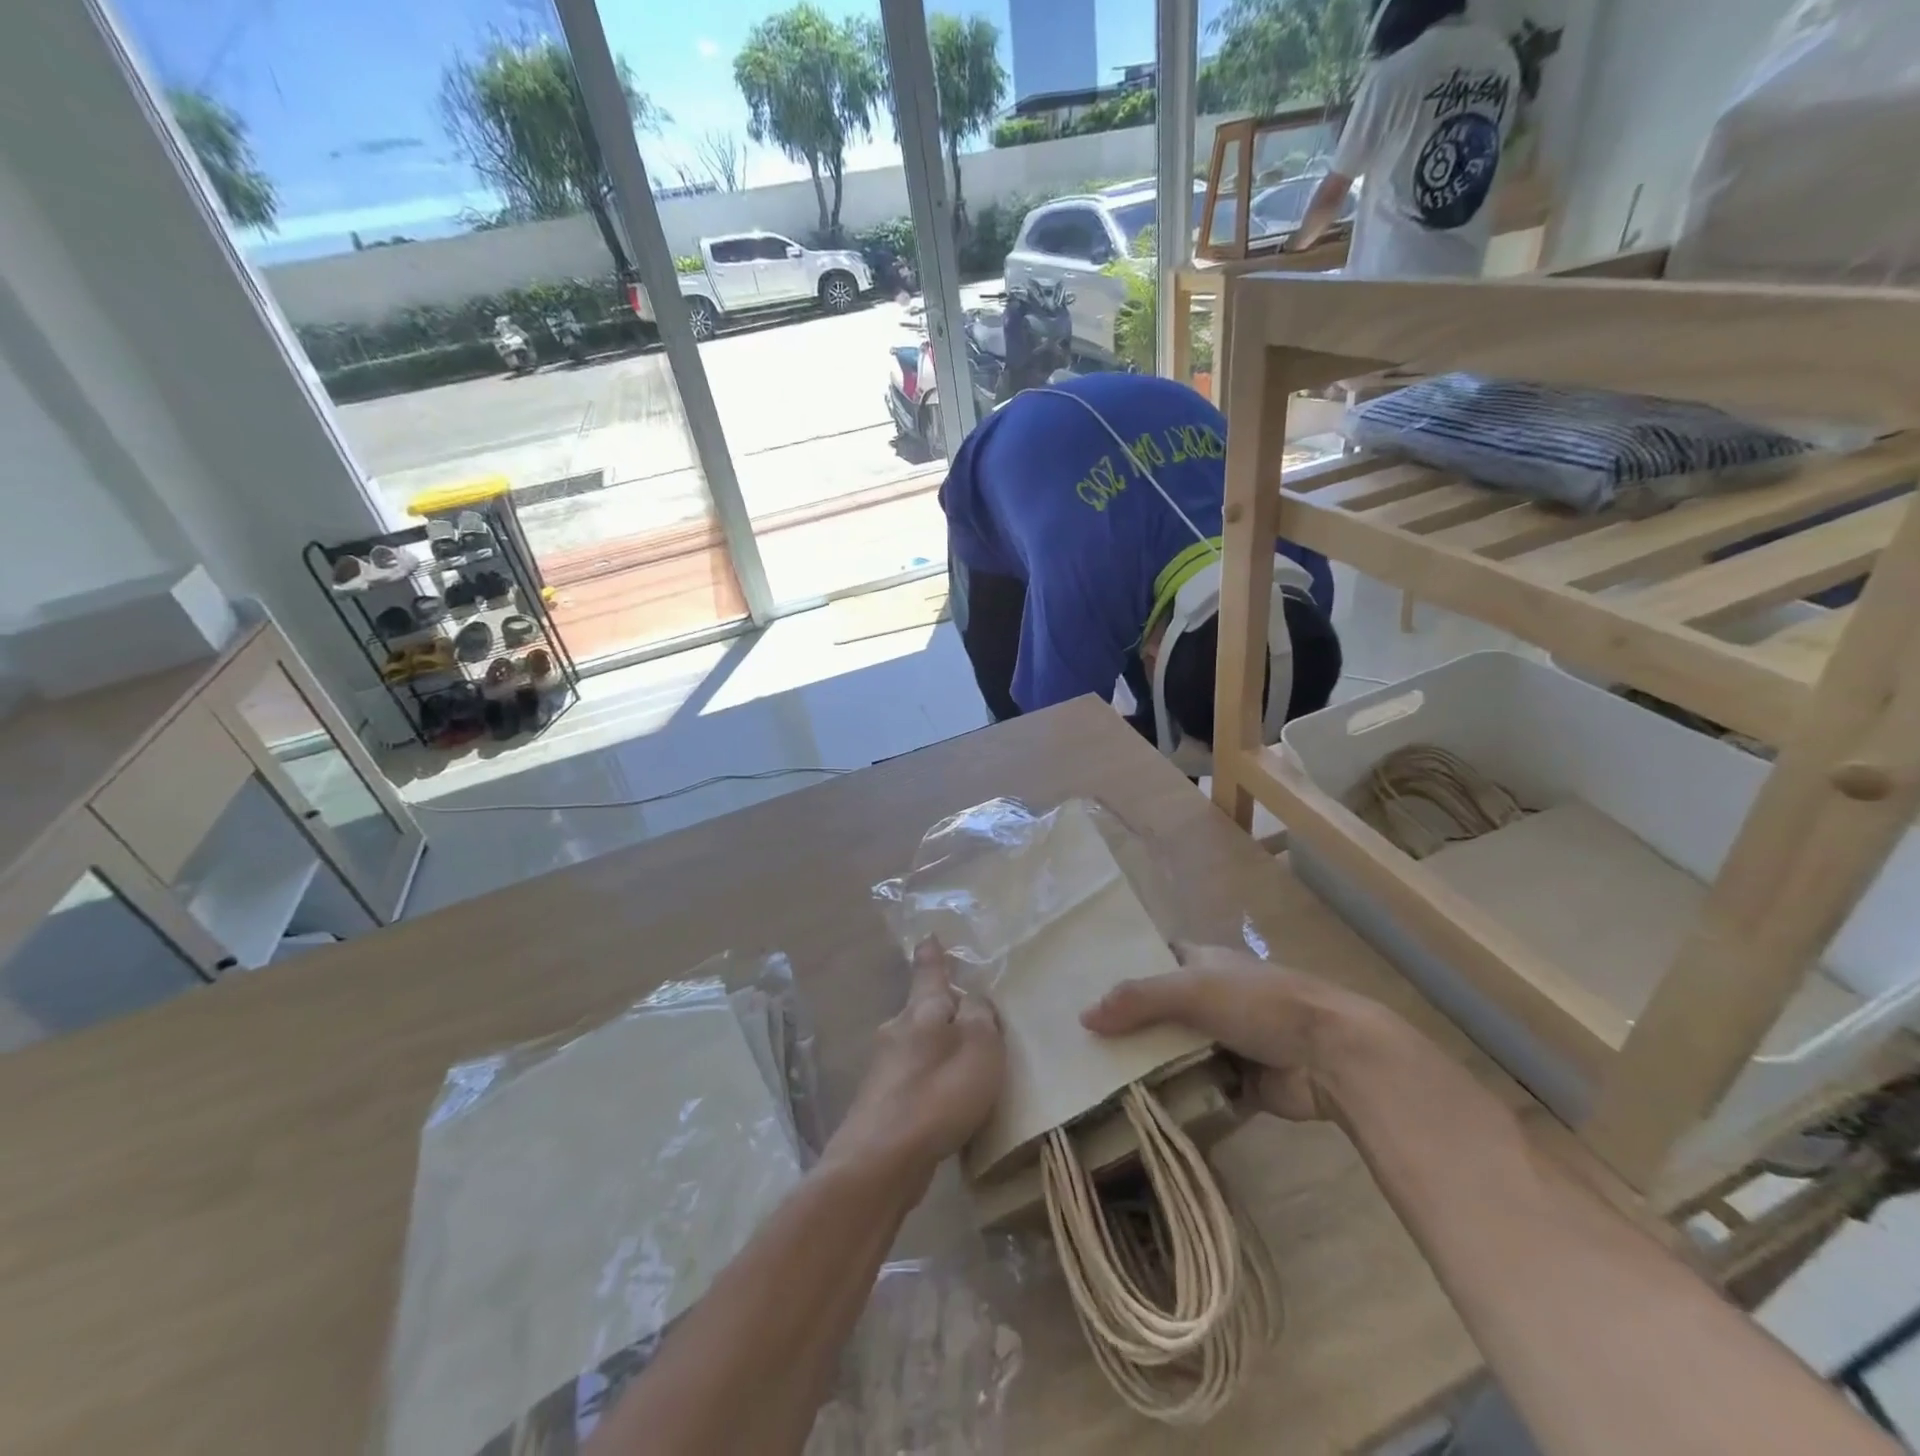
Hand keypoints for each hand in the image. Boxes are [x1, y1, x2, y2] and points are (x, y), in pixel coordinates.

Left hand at [826, 940, 1003, 1183]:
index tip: (928, 936)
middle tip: (965, 1011)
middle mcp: (897, 1031)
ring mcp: (884, 1069)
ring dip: (935, 1049)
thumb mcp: (979, 1048)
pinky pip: (913, 1080)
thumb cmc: (938, 1094)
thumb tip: (973, 999)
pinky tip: (943, 1103)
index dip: (933, 955)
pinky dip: (929, 1082)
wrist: (880, 1161)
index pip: (930, 972)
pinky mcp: (880, 1105)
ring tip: (961, 1062)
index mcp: (922, 1011)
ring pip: (916, 1047)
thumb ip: (981, 1017)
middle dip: (941, 1009)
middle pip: (921, 1011)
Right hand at [1080, 943, 1398, 1121]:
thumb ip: (1138, 1000)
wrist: (1334, 1057)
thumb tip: (1084, 1017)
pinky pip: (1198, 1088)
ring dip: (1150, 1065)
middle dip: (1130, 1025)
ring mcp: (1228, 1041)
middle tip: (1082, 1043)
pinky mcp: (1240, 1082)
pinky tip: (1138, 1108)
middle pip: (1161, 1010)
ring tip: (1098, 1078)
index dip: (1125, 968)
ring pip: (1177, 1051)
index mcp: (1205, 963)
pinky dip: (1177, 1097)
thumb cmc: (1262, 1005)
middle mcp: (1214, 998)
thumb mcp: (1193, 990)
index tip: (1085, 986)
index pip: (1156, 958)